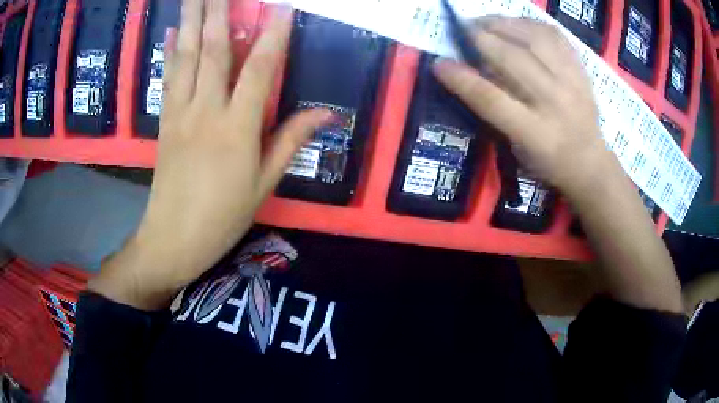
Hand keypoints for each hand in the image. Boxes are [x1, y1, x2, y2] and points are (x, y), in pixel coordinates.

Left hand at [89, 0, 331, 309]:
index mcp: (236, 129)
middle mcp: (206, 111)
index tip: (281, 8)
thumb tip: (327, 114)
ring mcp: (180, 113)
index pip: (258, 70)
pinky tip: (171, 31)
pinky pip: (169, 78)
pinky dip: (170, 51)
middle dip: (218, 12)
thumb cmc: (223, 216)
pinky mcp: (164, 121)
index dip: (272, 35)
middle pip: (212, 51)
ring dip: (191, 21)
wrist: (173, 238)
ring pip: (186, 57)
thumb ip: (291, 141)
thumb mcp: (264, 184)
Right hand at [433, 17, 612, 196]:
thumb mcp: (518, 149)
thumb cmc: (549, 162)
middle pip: (513, 60)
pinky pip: (554, 35)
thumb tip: (475, 70)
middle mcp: (555, 103)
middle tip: (464, 31)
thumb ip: (497, 112)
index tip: (440, 63)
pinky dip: (530, 23)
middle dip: (481, 39)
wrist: (591, 163)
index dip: (462, 79)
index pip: (492, 100)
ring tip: (486, 21)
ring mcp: (572, 82)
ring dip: (504, 24)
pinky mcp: (581, 70)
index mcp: (536, 134)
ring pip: (534, 39)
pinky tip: (516, 23)